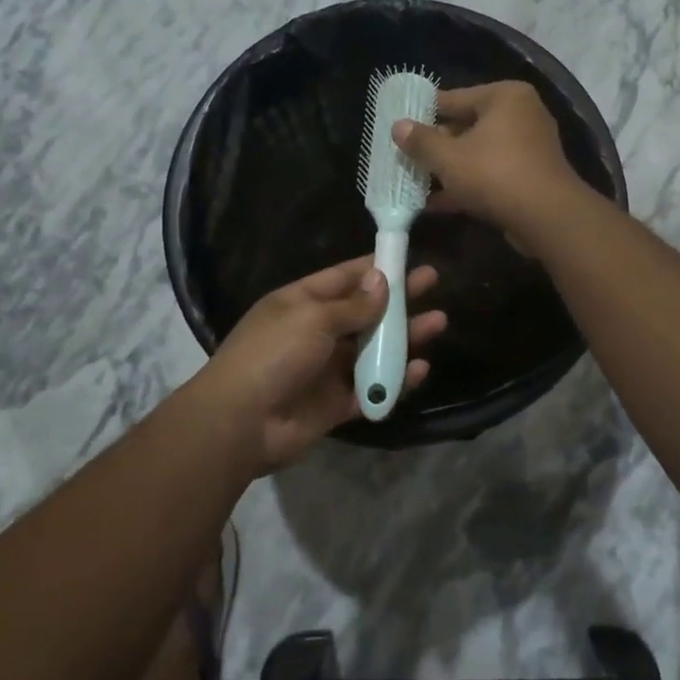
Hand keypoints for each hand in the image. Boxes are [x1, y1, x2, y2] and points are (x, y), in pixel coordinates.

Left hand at [204, 257, 446, 470]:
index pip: (344, 277)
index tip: (407, 256)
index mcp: (302, 302)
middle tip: (433, 282)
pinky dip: (395, 380)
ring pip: (373, 349)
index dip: (376, 267)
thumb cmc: (273, 354)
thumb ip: (354, 305)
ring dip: (404, 337)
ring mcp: (327, 368)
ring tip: (438, 323)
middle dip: (398, 298)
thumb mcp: (313, 318)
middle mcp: (316, 332)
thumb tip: (381, 281)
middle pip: (365, 311)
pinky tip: (420, 369)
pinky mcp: (336, 403)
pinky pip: (372, 388)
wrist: (241, 422)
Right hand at [392, 81, 584, 246]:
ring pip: (478, 153)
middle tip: (405, 156)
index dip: (424, 113)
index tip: (400, 125)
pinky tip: (436, 203)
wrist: (547, 217)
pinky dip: (467, 185)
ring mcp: (529, 147)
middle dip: (436, 146)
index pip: (454, 98)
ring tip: (414, 181)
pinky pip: (491, 174)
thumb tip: (398, 126)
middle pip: (467, 126)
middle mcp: (521, 115)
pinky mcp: (530, 177)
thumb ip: (421, 141)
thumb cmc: (494, 174)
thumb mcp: (448, 157)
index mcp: (504, 97)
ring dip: (449, 169)